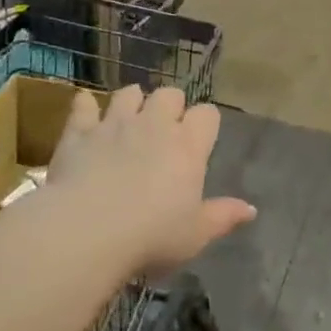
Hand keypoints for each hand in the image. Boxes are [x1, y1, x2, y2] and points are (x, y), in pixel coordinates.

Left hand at [49, 86, 255, 275]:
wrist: (86, 231)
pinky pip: (83, 106)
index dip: (205, 124)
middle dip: (170, 106)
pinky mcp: (80, 132)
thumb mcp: (195, 235)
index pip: (207, 114)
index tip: (200, 141)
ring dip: (132, 101)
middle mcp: (155, 125)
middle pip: (170, 94)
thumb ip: (223, 217)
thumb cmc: (151, 237)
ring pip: (129, 93)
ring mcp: (116, 124)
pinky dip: (85, 106)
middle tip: (164, 131)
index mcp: (188, 146)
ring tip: (130, 119)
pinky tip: (85, 111)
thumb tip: (250, 210)